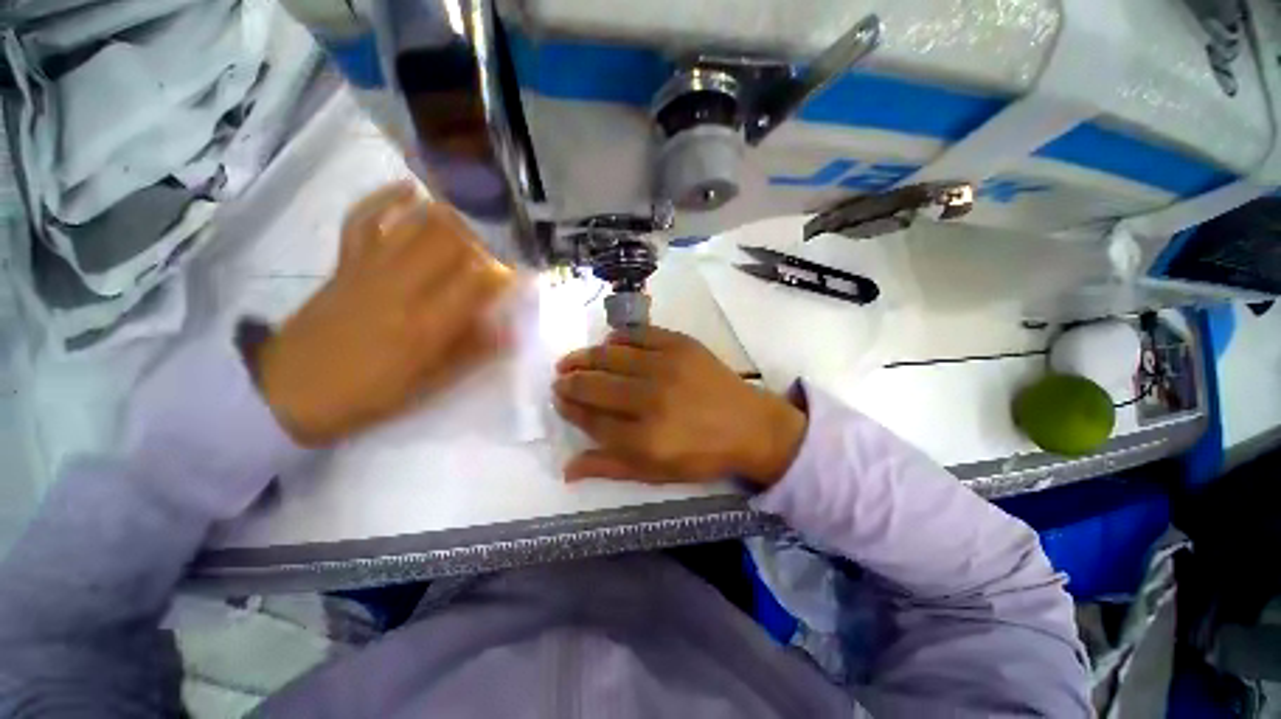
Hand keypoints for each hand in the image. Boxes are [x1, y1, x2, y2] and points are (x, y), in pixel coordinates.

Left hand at [255, 182, 512, 445]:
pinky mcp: (347, 262)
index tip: (525, 276)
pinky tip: (409, 190)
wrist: (291, 392)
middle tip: (499, 255)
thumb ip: (473, 352)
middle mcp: (404, 287)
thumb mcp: (430, 383)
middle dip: (485, 242)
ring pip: (416, 226)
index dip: (509, 275)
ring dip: (451, 219)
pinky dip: (387, 199)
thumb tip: (511, 330)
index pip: (480, 283)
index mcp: (428, 323)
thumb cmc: (369, 393)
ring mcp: (371, 269)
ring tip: (473, 225)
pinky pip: (365, 219)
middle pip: (453, 243)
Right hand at [553, 327, 806, 485]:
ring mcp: (667, 366)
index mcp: (645, 439)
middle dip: (570, 382)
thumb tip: (566, 468)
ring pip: (611, 356)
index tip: (560, 401)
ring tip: (571, 360)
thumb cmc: (702, 454)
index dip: (570, 409)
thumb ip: (610, 467)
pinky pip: (640, 334)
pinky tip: (608, 342)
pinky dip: (619, 336)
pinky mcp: (681, 345)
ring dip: (585, 357)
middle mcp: (651, 399)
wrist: (750, 425)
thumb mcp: (656, 473)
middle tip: (560, 379)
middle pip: (595, 385)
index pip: (592, 419)